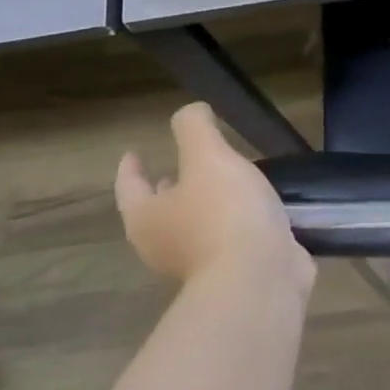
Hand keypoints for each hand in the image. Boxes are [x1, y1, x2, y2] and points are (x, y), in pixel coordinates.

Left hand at [115, 104, 315, 295]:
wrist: (259, 278)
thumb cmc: (223, 214)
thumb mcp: (208, 157)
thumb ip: (194, 129)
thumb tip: (191, 112)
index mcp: (147, 217)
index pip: (129, 186)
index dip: (131, 166)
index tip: (134, 152)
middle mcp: (164, 245)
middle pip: (158, 211)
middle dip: (167, 189)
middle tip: (178, 168)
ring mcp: (198, 265)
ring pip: (194, 227)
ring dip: (204, 206)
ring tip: (225, 184)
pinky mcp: (232, 274)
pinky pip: (228, 241)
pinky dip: (235, 224)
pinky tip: (256, 211)